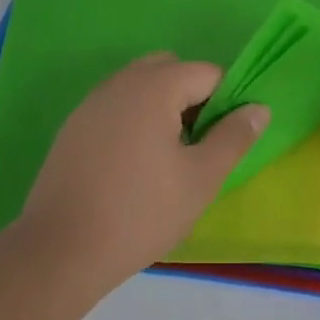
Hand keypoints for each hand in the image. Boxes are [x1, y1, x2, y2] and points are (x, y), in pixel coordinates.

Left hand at [15, 54, 267, 288]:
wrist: (61, 249)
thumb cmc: (141, 212)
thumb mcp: (201, 179)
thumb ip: (233, 137)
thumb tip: (258, 108)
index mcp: (154, 87)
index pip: (207, 73)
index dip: (226, 101)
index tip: (225, 140)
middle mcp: (120, 83)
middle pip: (170, 70)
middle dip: (193, 97)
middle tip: (198, 145)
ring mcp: (91, 103)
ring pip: (140, 87)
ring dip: (163, 108)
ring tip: (168, 159)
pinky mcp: (73, 127)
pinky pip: (116, 107)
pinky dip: (134, 121)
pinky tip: (133, 167)